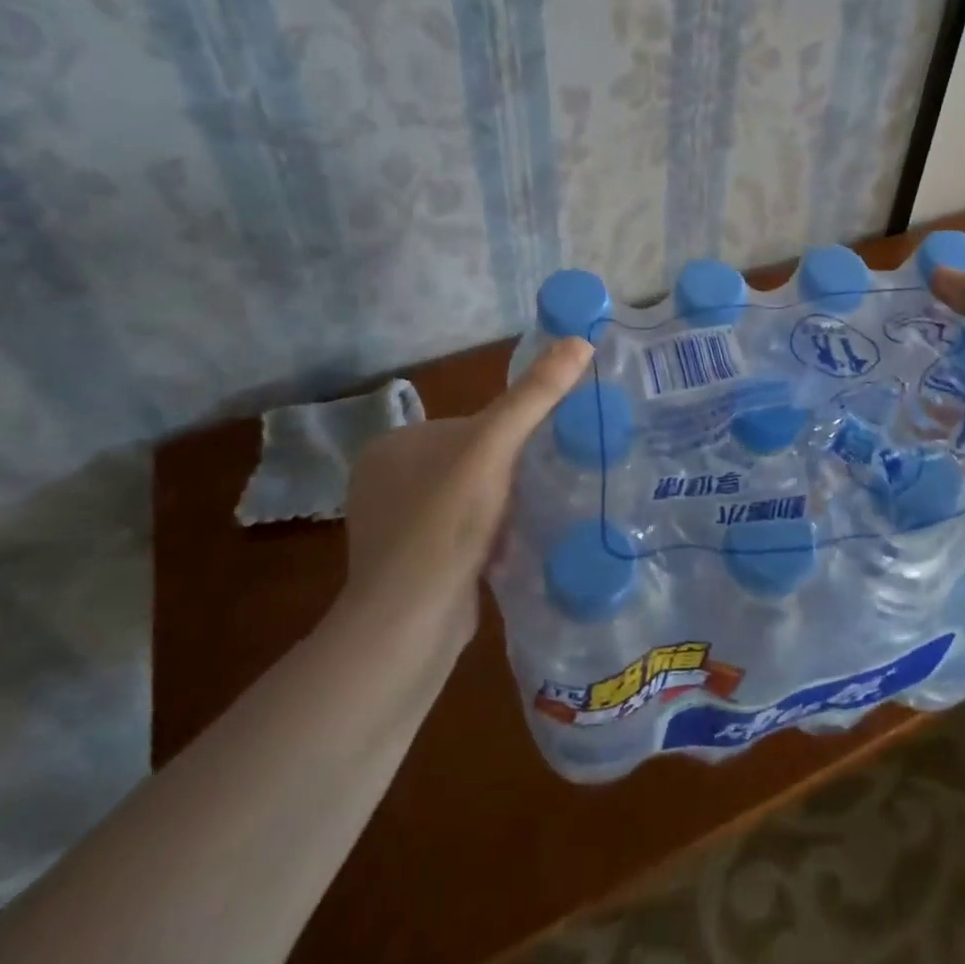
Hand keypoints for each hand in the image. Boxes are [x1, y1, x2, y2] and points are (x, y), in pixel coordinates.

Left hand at [338, 339, 593, 648]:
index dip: (510, 437)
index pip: (469, 424)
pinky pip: (462, 534)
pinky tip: (511, 550)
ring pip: (470, 500)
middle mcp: (384, 481)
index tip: (543, 454)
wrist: (411, 624)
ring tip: (533, 519)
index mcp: (392, 445)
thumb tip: (580, 339)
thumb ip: (535, 396)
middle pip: (472, 462)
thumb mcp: (493, 447)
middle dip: (510, 475)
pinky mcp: (411, 564)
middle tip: (545, 487)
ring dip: (503, 507)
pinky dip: (490, 537)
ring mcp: (395, 526)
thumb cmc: (446, 523)